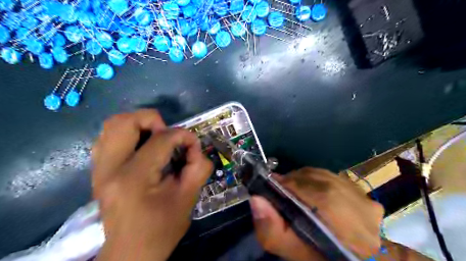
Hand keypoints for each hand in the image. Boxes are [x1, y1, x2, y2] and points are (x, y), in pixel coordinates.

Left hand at [93, 109, 212, 259]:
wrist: (131, 252)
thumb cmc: (161, 229)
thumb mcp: (188, 199)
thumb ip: (198, 168)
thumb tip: (195, 148)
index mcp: (133, 179)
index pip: (161, 140)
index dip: (183, 136)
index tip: (194, 145)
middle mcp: (109, 169)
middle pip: (124, 122)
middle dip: (153, 120)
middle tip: (169, 135)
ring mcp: (98, 169)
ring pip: (113, 126)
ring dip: (139, 125)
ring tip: (157, 138)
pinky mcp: (98, 171)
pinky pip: (109, 138)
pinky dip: (129, 134)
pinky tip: (143, 147)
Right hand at [249, 167, 383, 260]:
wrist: (347, 256)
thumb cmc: (317, 256)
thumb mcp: (291, 251)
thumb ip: (271, 229)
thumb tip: (257, 199)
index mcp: (349, 232)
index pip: (318, 196)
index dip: (291, 185)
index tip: (273, 184)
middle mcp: (364, 212)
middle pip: (321, 181)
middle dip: (295, 181)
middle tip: (280, 187)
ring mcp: (367, 202)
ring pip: (326, 177)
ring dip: (305, 179)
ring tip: (293, 188)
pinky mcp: (366, 196)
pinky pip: (334, 177)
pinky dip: (317, 180)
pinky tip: (310, 190)